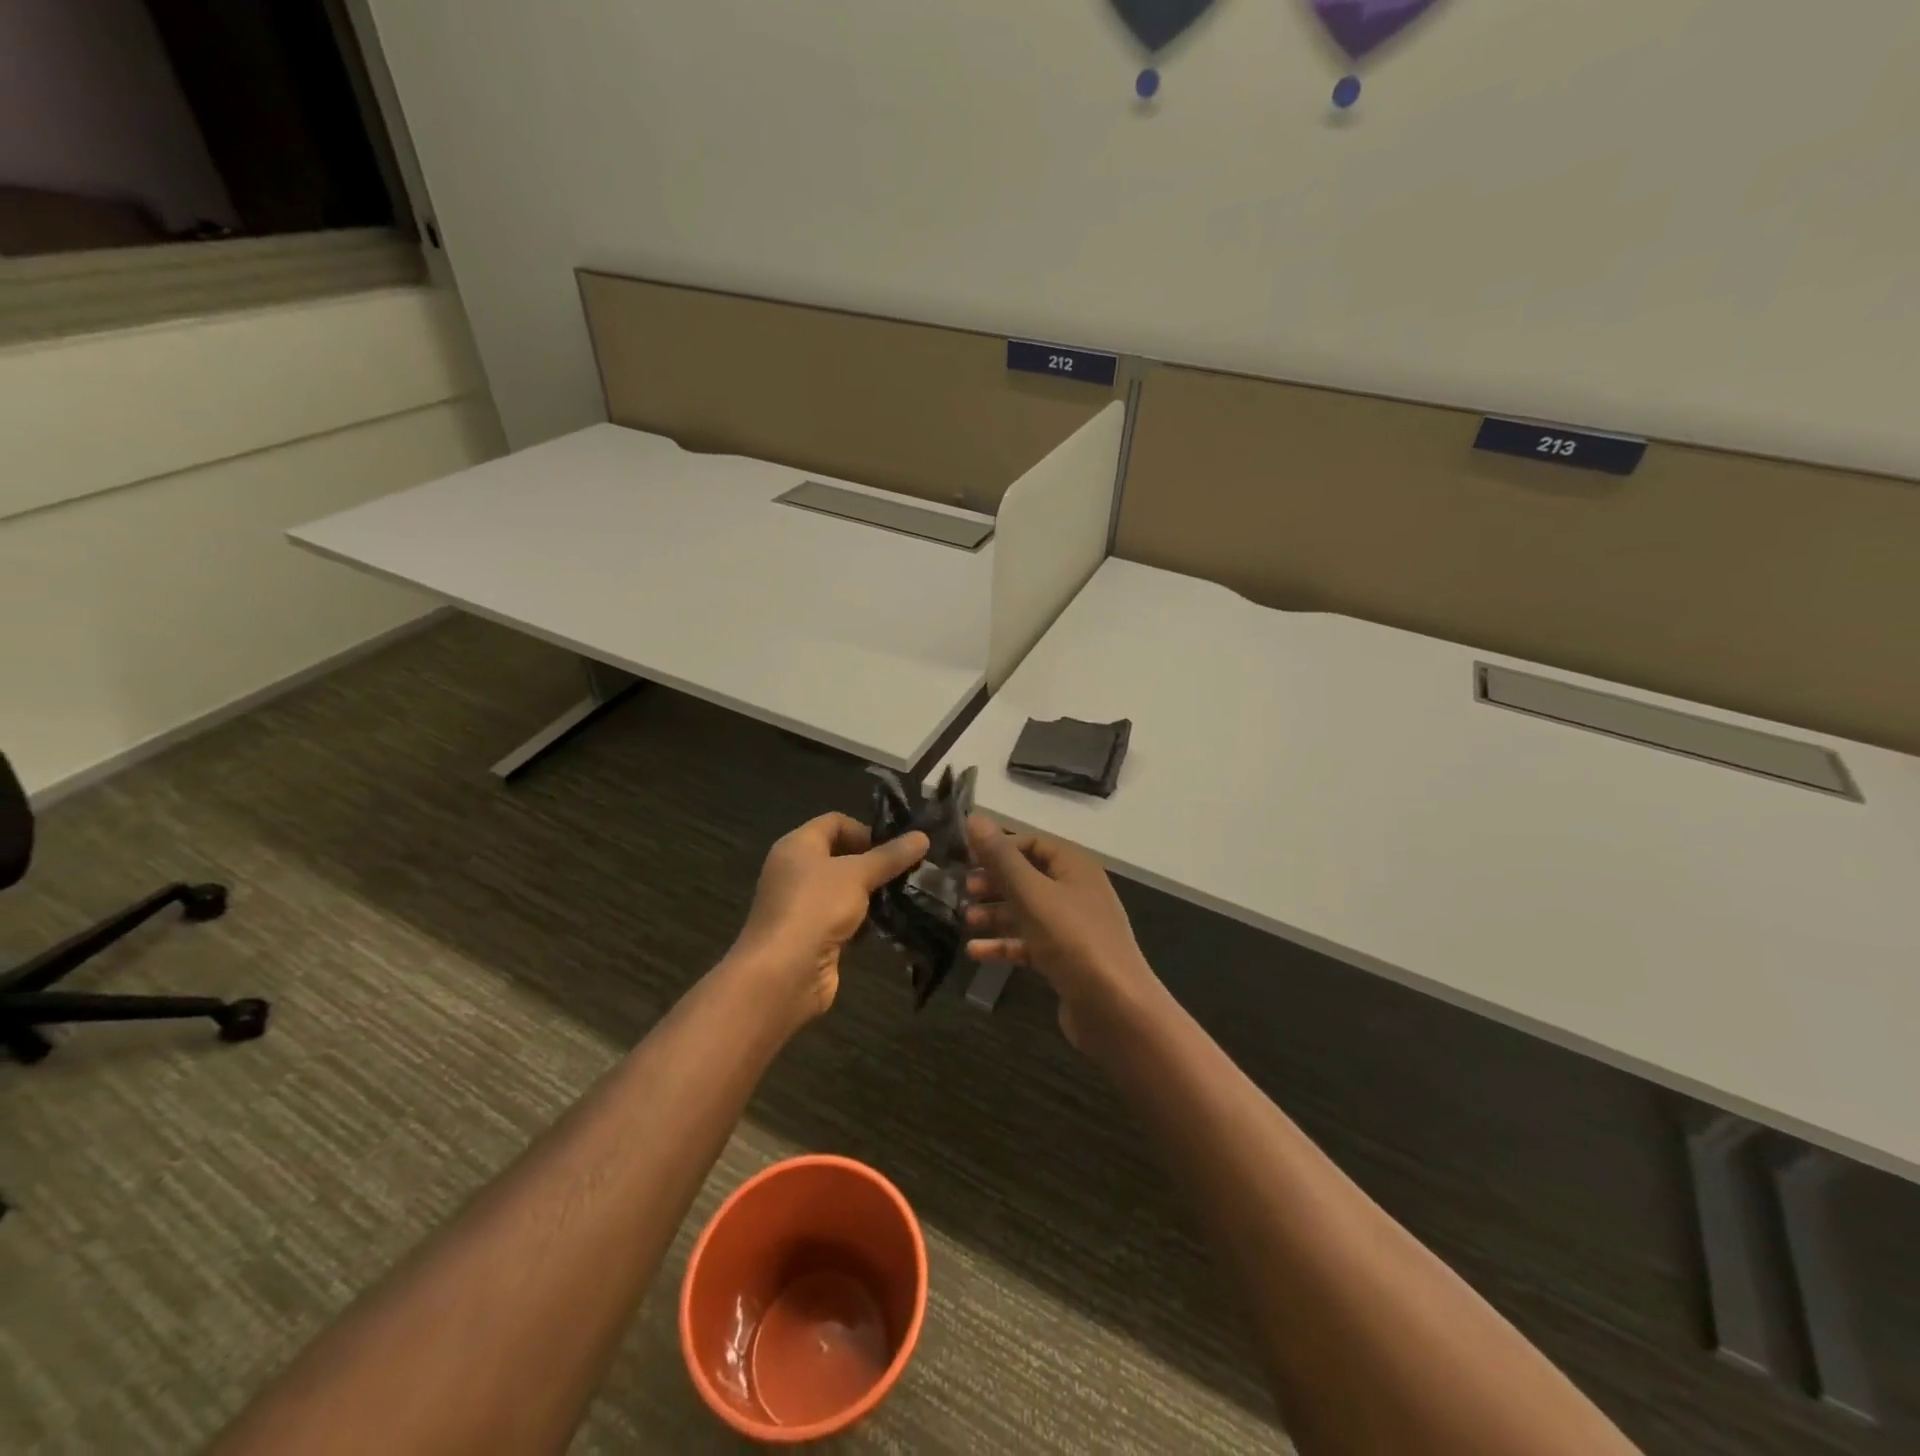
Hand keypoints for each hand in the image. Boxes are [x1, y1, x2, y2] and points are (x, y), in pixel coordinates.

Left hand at [731, 812, 928, 1021]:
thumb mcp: (858, 875)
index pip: (834, 822)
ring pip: (844, 890)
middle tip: (908, 871)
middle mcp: (796, 871)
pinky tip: (887, 926)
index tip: (895, 847)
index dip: (865, 830)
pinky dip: (863, 920)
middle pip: (840, 856)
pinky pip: (842, 918)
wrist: (783, 974)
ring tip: (905, 897)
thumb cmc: (816, 908)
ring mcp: (802, 905)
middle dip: (874, 863)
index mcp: (797, 846)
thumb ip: (890, 856)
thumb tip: (922, 837)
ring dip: (872, 894)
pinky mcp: (812, 935)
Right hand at [964, 814, 1162, 1052]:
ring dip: (995, 914)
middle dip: (994, 882)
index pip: (1033, 843)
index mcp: (1075, 867)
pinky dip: (1004, 945)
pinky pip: (1029, 944)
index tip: (967, 857)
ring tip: (964, 920)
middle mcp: (1076, 892)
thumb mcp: (1031, 893)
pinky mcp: (1065, 960)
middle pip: (1028, 877)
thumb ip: (1001, 858)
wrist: (1115, 1009)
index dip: (1000, 847)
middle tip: (963, 890)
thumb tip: (975, 817)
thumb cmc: (1073, 940)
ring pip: (1026, 912)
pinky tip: (975, 952)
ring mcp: (1072, 929)